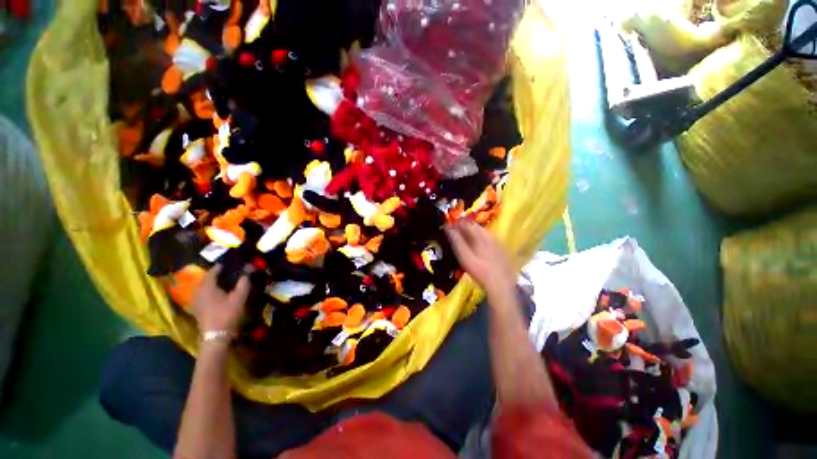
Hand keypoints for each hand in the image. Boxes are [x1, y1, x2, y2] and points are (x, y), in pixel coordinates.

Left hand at [192, 264, 249, 335]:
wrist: (216, 336)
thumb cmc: (227, 314)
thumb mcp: (239, 297)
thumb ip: (244, 282)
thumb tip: (249, 268)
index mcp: (207, 286)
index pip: (214, 270)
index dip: (223, 265)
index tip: (234, 262)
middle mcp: (199, 291)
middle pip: (208, 278)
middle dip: (219, 273)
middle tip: (232, 271)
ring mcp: (197, 300)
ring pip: (206, 286)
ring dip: (215, 282)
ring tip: (228, 281)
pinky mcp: (198, 308)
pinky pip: (205, 294)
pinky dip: (212, 290)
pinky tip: (221, 293)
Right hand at [446, 221, 514, 299]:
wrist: (501, 286)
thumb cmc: (480, 272)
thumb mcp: (465, 258)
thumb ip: (457, 242)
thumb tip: (448, 229)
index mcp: (481, 236)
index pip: (466, 224)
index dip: (456, 224)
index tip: (449, 228)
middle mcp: (491, 236)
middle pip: (475, 227)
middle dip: (465, 228)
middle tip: (456, 235)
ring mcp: (498, 242)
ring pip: (483, 232)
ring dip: (473, 234)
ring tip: (465, 241)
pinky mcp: (502, 249)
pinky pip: (489, 239)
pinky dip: (481, 240)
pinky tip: (478, 248)